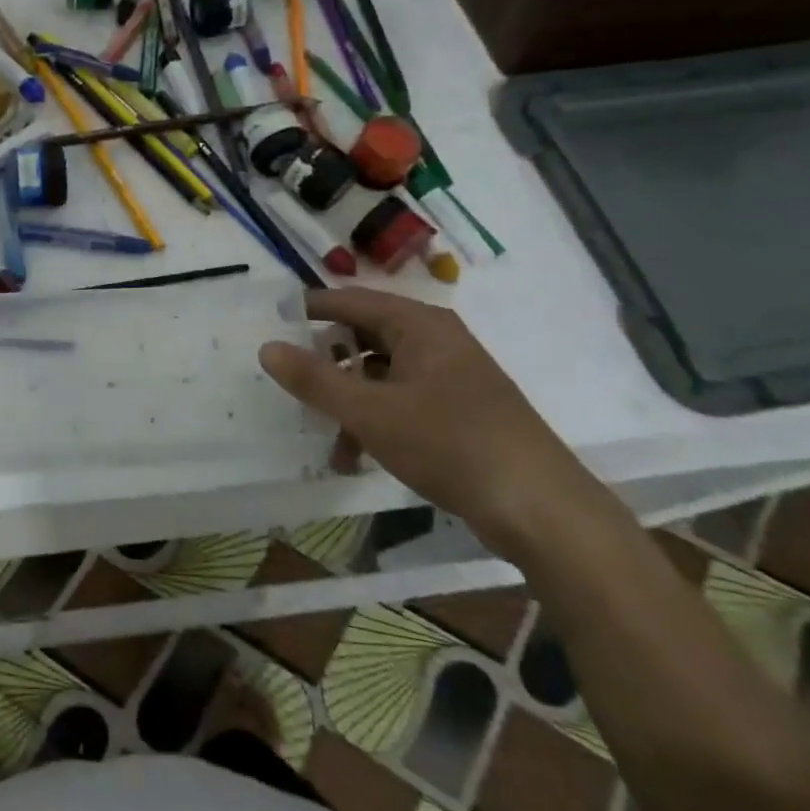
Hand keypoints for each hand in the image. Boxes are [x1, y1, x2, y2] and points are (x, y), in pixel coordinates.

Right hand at [258, 288, 585, 555]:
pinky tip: (356, 456)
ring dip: (348, 399)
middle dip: (327, 361)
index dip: (308, 309)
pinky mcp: (460, 410)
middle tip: (291, 379)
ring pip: (381, 373)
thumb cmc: (450, 444)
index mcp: (419, 325)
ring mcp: (451, 376)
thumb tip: (267, 347)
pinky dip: (375, 419)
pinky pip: (402, 400)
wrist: (542, 509)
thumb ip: (314, 379)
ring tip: (323, 433)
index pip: (350, 301)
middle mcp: (436, 340)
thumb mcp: (370, 412)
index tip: (270, 323)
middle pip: (365, 336)